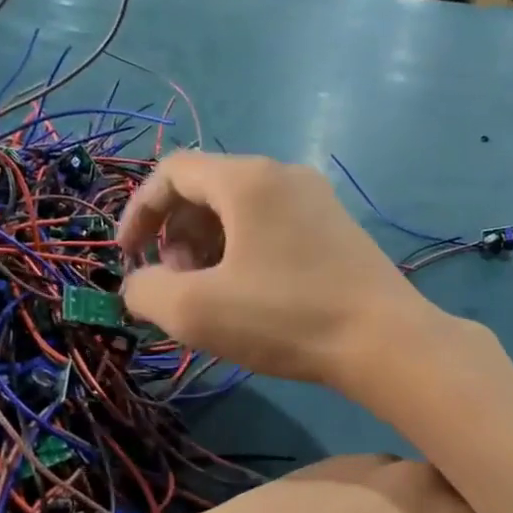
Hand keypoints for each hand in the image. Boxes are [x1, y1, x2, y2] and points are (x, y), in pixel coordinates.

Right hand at [116, 153, 440, 387]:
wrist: (385, 340)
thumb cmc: (286, 317)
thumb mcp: (196, 310)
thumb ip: (146, 290)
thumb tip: (139, 284)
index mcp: (248, 179)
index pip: (173, 172)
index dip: (139, 212)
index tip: (128, 258)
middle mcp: (284, 175)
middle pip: (208, 189)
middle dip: (177, 234)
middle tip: (177, 283)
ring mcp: (318, 199)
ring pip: (242, 210)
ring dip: (209, 246)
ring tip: (212, 295)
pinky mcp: (338, 228)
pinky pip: (274, 226)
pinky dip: (245, 251)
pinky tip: (250, 295)